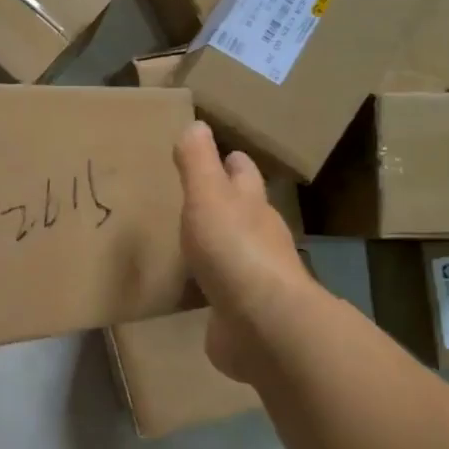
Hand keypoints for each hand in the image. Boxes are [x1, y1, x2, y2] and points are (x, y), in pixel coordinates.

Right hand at [173, 122, 315, 384]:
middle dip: (226, 199)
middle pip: (244, 210)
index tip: (217, 153)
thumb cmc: (233, 250)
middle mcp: (259, 237)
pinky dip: (210, 283)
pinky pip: (222, 290)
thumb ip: (198, 162)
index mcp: (251, 205)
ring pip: (234, 250)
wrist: (261, 324)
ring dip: (216, 242)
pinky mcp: (240, 311)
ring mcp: (253, 277)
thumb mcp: (208, 196)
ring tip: (186, 238)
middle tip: (195, 194)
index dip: (230, 160)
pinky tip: (192, 287)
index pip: (243, 173)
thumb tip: (197, 124)